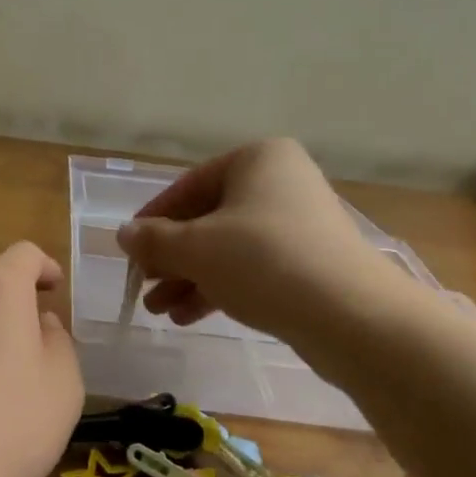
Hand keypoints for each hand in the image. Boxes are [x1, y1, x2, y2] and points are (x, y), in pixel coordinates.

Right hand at [116, 139, 407, 340]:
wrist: (353, 316)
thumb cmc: (264, 261)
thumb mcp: (196, 248)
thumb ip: (153, 240)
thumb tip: (123, 234)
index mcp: (257, 160)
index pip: (188, 186)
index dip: (153, 220)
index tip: (129, 250)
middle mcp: (281, 183)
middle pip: (208, 219)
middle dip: (172, 257)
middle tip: (144, 286)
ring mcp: (299, 224)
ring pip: (228, 248)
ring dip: (190, 278)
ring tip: (160, 310)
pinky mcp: (310, 263)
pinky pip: (252, 268)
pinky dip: (219, 288)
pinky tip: (188, 316)